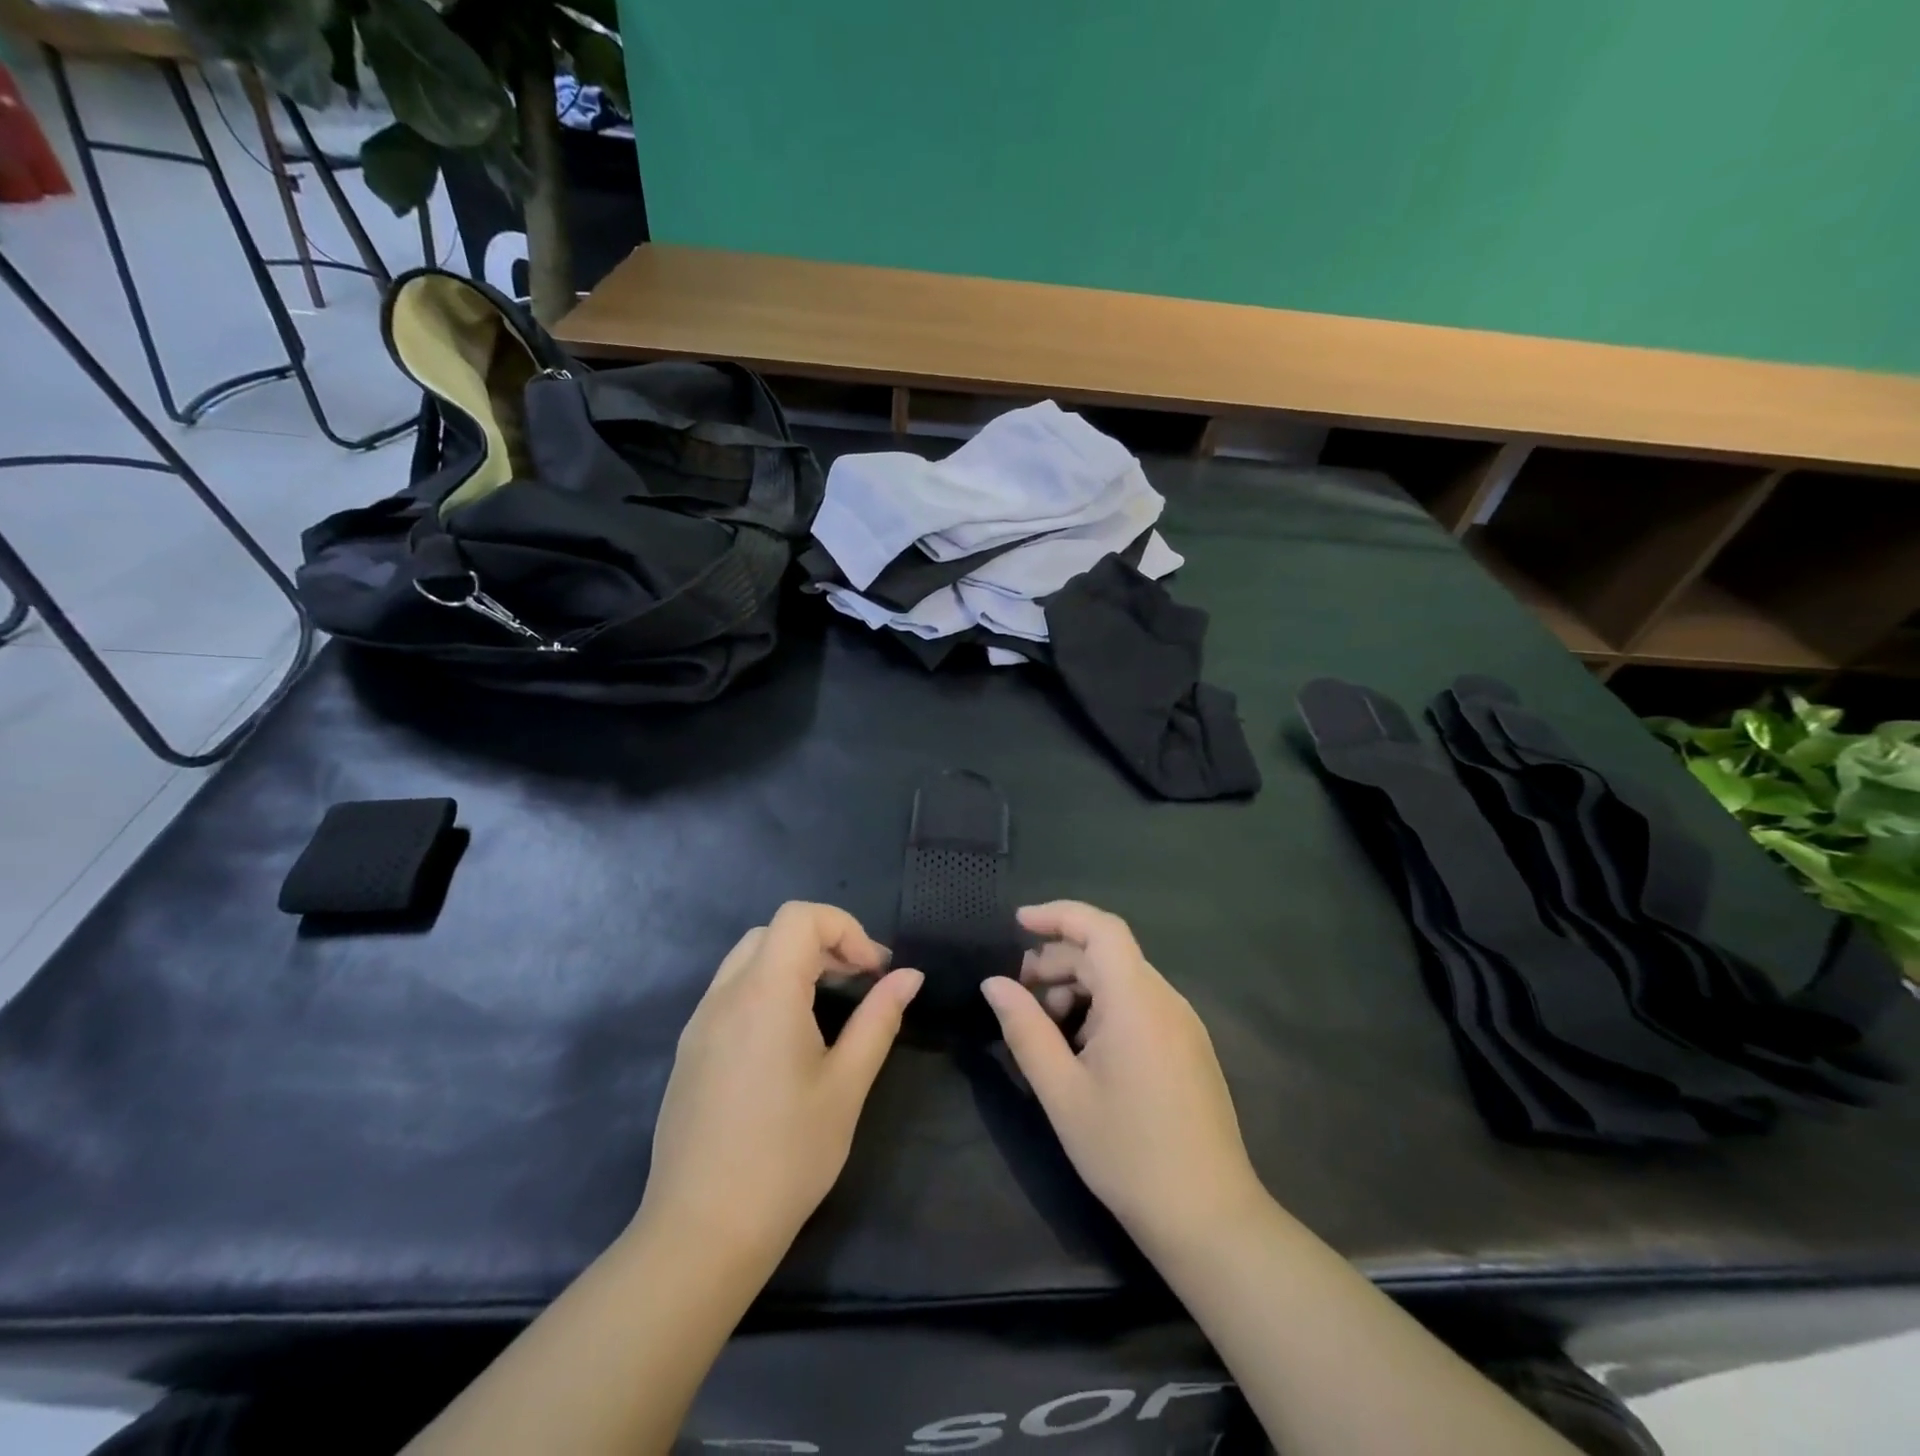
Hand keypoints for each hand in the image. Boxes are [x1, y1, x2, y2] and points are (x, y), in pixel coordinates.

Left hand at [636, 902, 922, 1264]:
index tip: (874, 972)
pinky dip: (767, 988)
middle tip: (861, 983)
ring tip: (831, 1004)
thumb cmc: (786, 1157)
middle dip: (824, 943)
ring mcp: (700, 1022)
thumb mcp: (845, 1086)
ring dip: (795, 964)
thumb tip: (908, 976)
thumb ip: (879, 1020)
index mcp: (765, 993)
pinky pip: (731, 991)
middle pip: (775, 932)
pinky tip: (789, 1037)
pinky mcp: (690, 1050)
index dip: (846, 929)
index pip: (801, 917)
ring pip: (749, 958)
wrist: (700, 1233)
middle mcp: (725, 995)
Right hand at [981, 901, 1265, 1250]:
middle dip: (1058, 962)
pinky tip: (1082, 1049)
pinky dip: (1104, 1008)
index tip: (1017, 923)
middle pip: (1106, 954)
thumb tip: (994, 984)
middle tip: (1019, 996)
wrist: (1209, 1219)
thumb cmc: (1127, 1153)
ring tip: (1047, 1029)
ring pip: (1122, 979)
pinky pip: (1140, 1004)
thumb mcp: (1062, 1092)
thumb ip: (1025, 1029)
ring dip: (1079, 987)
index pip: (1100, 927)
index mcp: (1137, 1000)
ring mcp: (1183, 1023)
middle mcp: (1166, 999)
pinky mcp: (1190, 1046)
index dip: (1058, 915)